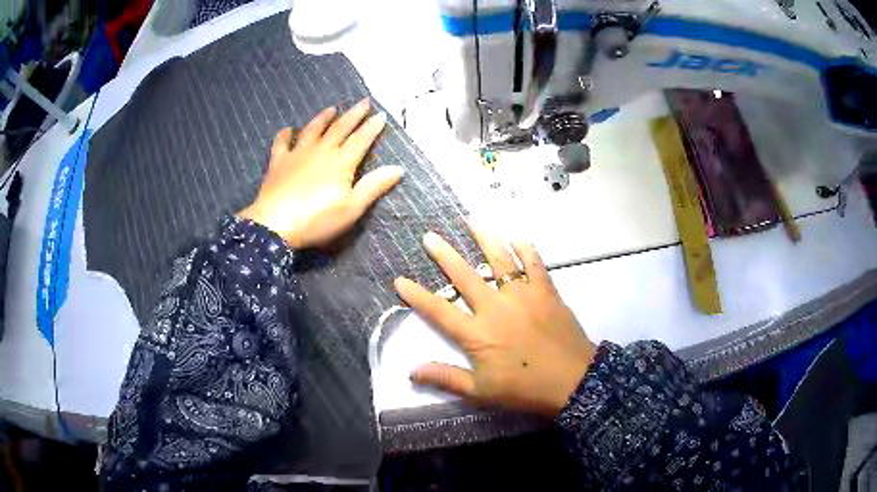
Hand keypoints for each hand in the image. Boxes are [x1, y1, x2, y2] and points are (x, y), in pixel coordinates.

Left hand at [239, 99, 402, 248]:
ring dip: (323, 118)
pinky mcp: (278, 162)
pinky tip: (288, 130)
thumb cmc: (316, 220)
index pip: (360, 139)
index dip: (372, 127)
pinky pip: (282, 143)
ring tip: (331, 108)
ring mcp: (297, 154)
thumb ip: (373, 186)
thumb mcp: (351, 209)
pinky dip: (285, 135)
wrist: (274, 225)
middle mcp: (321, 151)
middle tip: (364, 101)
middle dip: (354, 115)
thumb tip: (398, 168)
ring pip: (313, 129)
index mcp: (341, 162)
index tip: (382, 115)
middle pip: (340, 128)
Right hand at [394, 225, 596, 417]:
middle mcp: (496, 307)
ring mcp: (523, 295)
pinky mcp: (546, 291)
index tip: (400, 279)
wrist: (572, 381)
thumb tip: (411, 372)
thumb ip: (446, 378)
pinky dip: (525, 249)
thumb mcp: (481, 391)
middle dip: (444, 255)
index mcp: (477, 333)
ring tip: (471, 220)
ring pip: (500, 260)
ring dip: (484, 239)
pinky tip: (516, 237)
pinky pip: (534, 264)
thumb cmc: (525, 388)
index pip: (439, 311)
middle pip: (465, 276)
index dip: (417, 295)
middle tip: (430, 236)